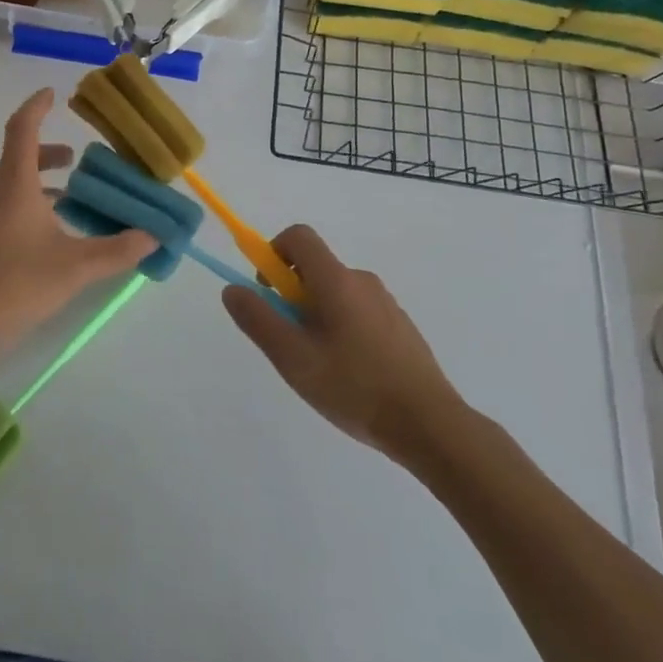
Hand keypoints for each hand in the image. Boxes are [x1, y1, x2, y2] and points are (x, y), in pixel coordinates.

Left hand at [0, 89, 151, 356]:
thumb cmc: (13, 286)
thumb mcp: (74, 268)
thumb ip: (117, 250)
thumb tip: (152, 235)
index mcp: (13, 184)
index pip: (23, 129)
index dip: (37, 107)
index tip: (52, 94)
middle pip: (19, 157)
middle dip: (49, 153)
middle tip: (78, 160)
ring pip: (11, 183)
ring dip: (39, 181)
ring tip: (70, 198)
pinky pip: (3, 205)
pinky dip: (28, 203)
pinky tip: (47, 234)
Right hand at [222, 225, 466, 465]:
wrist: (429, 425)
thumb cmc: (354, 387)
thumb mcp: (293, 358)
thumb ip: (258, 319)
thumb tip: (232, 289)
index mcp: (336, 279)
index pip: (298, 237)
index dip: (273, 253)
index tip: (267, 292)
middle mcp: (362, 281)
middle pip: (315, 268)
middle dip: (292, 296)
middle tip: (290, 343)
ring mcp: (386, 304)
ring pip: (336, 294)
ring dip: (317, 316)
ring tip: (321, 367)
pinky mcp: (400, 327)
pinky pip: (359, 313)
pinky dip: (343, 330)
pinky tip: (350, 376)